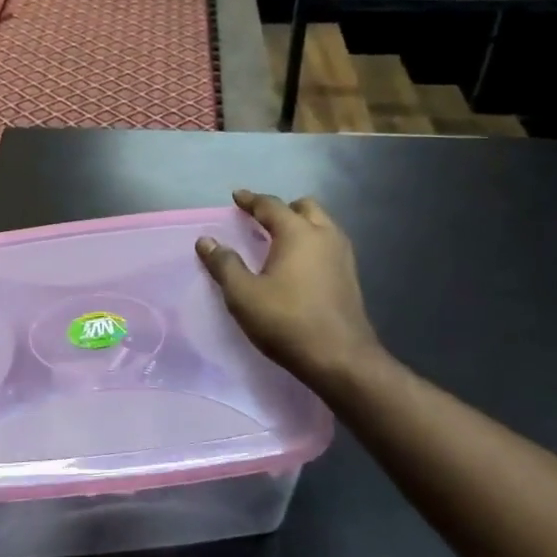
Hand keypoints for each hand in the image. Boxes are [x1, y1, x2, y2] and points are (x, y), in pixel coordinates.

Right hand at [196, 190, 382, 383]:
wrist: (340, 359)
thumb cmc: (287, 321)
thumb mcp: (243, 294)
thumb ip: (224, 264)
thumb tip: (206, 241)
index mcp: (298, 233)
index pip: (271, 205)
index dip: (251, 200)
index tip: (236, 197)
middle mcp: (325, 236)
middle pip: (304, 207)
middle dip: (282, 208)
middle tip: (261, 219)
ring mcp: (343, 256)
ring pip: (322, 225)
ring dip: (300, 225)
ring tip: (279, 240)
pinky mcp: (350, 277)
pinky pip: (329, 245)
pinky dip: (312, 243)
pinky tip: (299, 264)